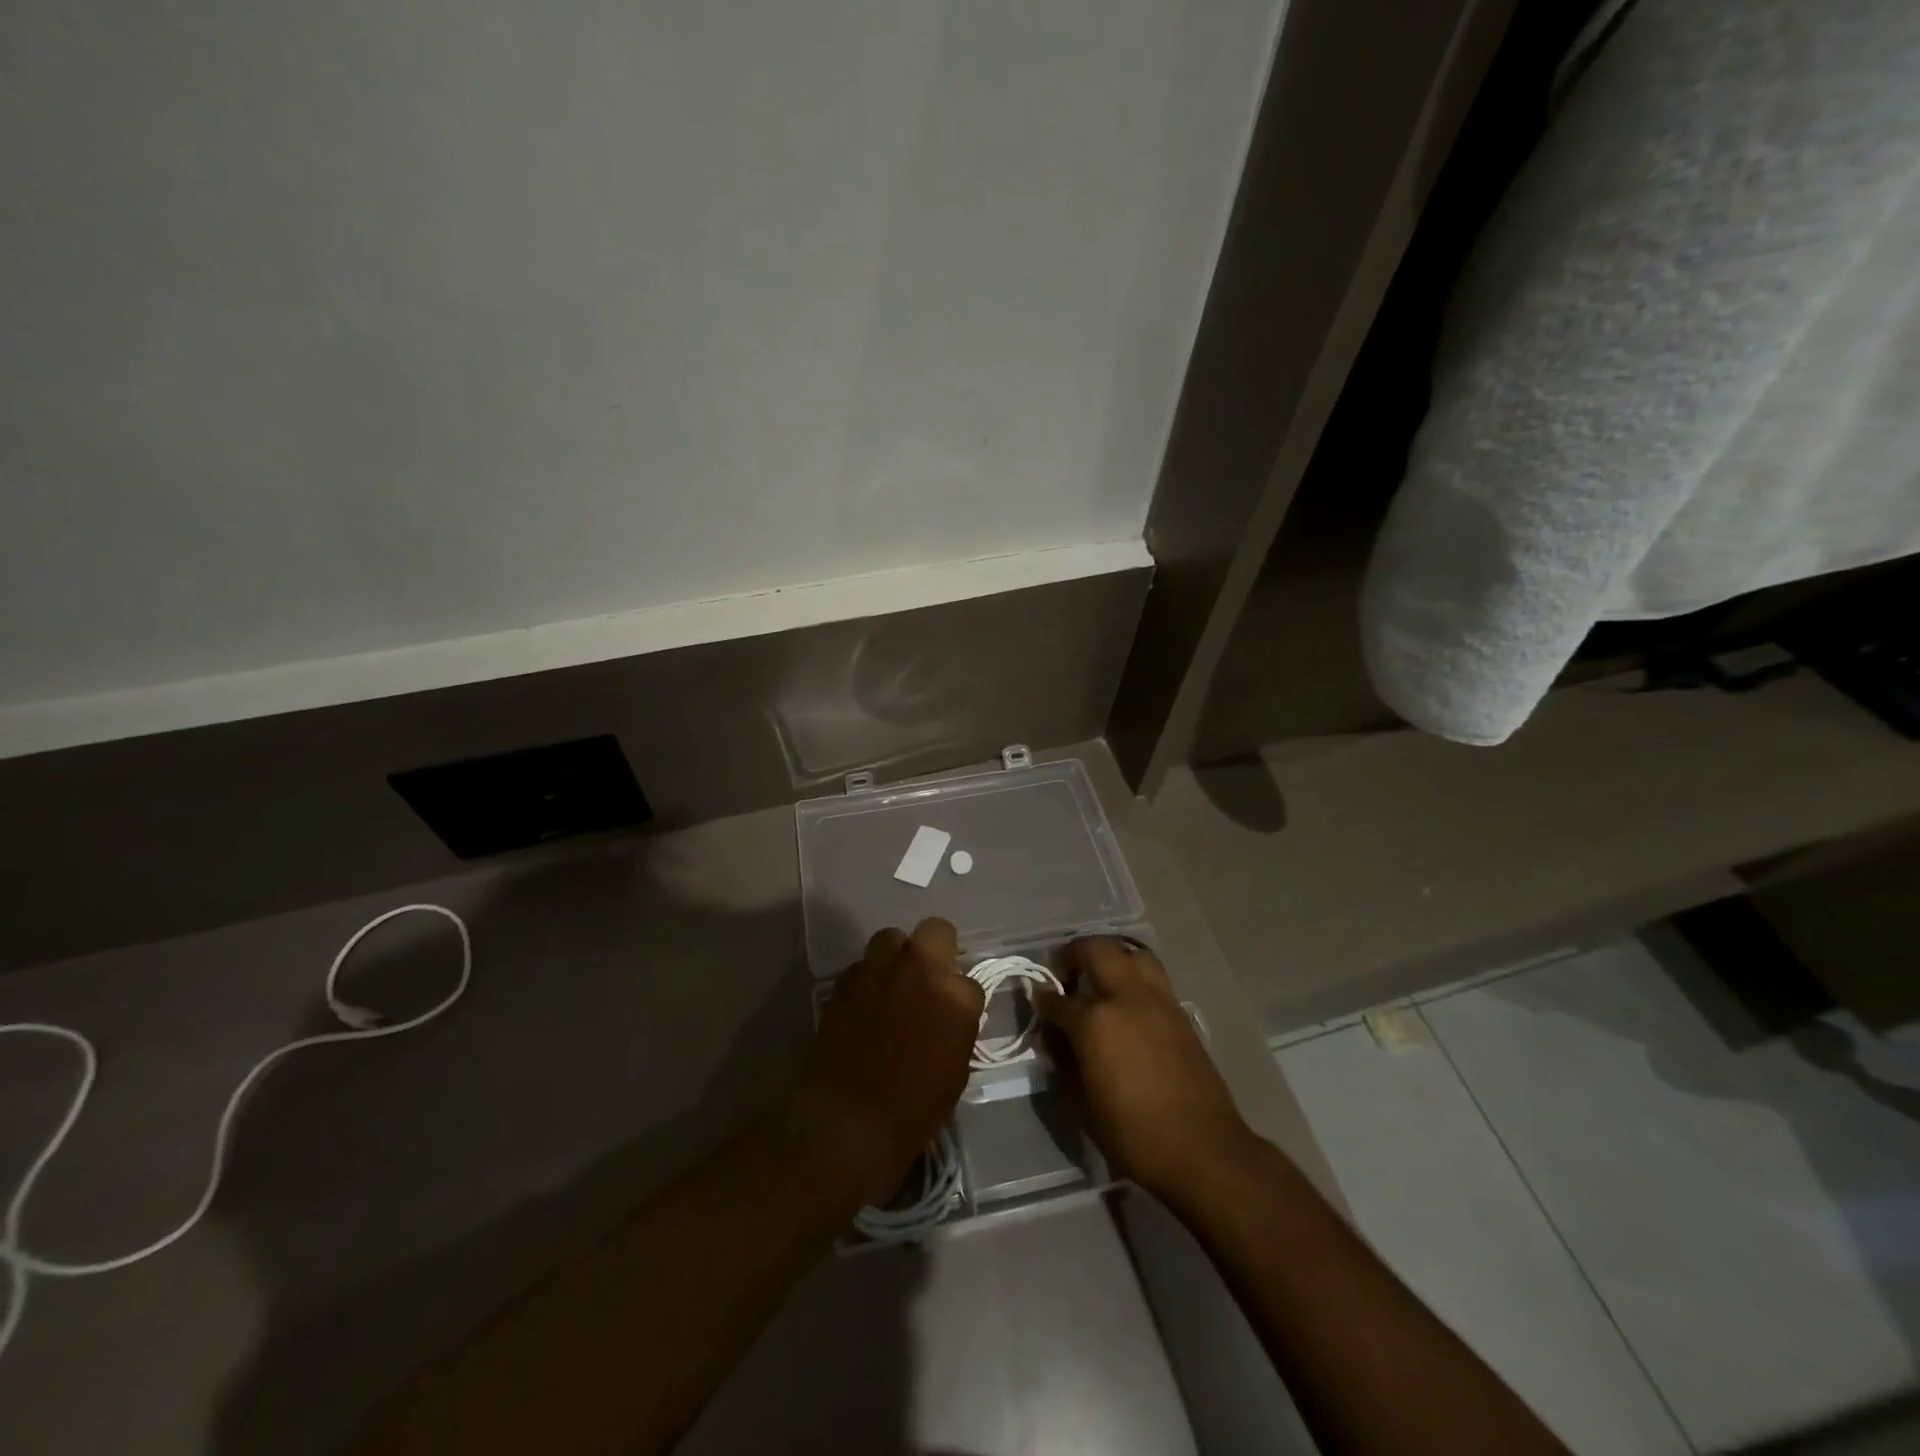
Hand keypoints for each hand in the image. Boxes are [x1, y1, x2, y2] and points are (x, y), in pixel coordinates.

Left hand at [793, 918, 983, 1205]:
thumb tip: (947, 1017)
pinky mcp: (847, 979)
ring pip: (893, 938)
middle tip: (928, 978)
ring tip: (892, 983)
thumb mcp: (955, 1072)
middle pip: (937, 931)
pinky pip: (863, 965)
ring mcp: (881, 969)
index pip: (970, 982)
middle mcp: (921, 970)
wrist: (848, 1118)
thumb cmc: (912, 1109)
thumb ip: (956, 1028)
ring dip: (896, 956)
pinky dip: (867, 979)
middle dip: (937, 949)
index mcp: (956, 997)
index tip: (951, 1016)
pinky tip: (864, 1003)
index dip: (961, 1000)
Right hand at [1036, 937, 1255, 1201]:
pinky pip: (1152, 974)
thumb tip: (1053, 1035)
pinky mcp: (1179, 1010)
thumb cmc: (1133, 1134)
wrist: (1202, 1150)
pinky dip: (1133, 973)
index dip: (1043, 1001)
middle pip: (1096, 951)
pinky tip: (1126, 1000)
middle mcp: (1125, 997)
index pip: (1057, 1000)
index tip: (1039, 1003)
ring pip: (1130, 952)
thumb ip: (1063, 1059)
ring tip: (1099, 977)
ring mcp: (1157, 999)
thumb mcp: (1082, 1103)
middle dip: (1073, 955)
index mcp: (1095, 1021)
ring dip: (1109, 956)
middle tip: (1065, 975)